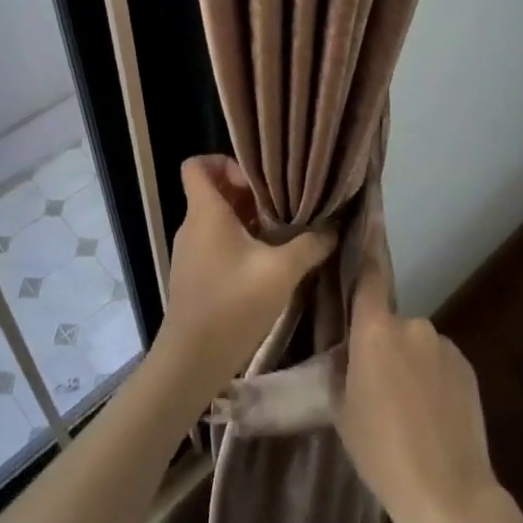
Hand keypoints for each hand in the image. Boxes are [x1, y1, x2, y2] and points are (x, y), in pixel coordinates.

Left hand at [154, 156, 333, 394]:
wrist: (191, 360)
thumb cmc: (232, 305)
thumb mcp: (281, 272)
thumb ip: (309, 245)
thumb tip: (332, 229)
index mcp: (205, 212)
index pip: (196, 165)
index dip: (224, 162)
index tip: (256, 181)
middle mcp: (192, 225)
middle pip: (214, 190)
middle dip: (248, 192)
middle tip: (281, 206)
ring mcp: (191, 251)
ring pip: (217, 218)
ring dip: (247, 220)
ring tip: (281, 233)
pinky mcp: (195, 274)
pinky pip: (216, 241)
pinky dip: (240, 242)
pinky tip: (267, 262)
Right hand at [335, 264, 498, 522]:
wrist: (447, 493)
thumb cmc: (380, 450)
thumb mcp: (342, 407)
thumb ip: (343, 365)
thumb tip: (350, 348)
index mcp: (374, 330)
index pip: (368, 275)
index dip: (367, 246)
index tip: (369, 215)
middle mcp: (411, 324)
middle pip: (389, 323)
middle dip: (383, 345)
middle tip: (377, 387)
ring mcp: (444, 344)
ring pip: (416, 345)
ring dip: (410, 364)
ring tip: (408, 410)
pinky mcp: (467, 366)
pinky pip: (439, 362)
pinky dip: (433, 379)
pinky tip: (433, 415)